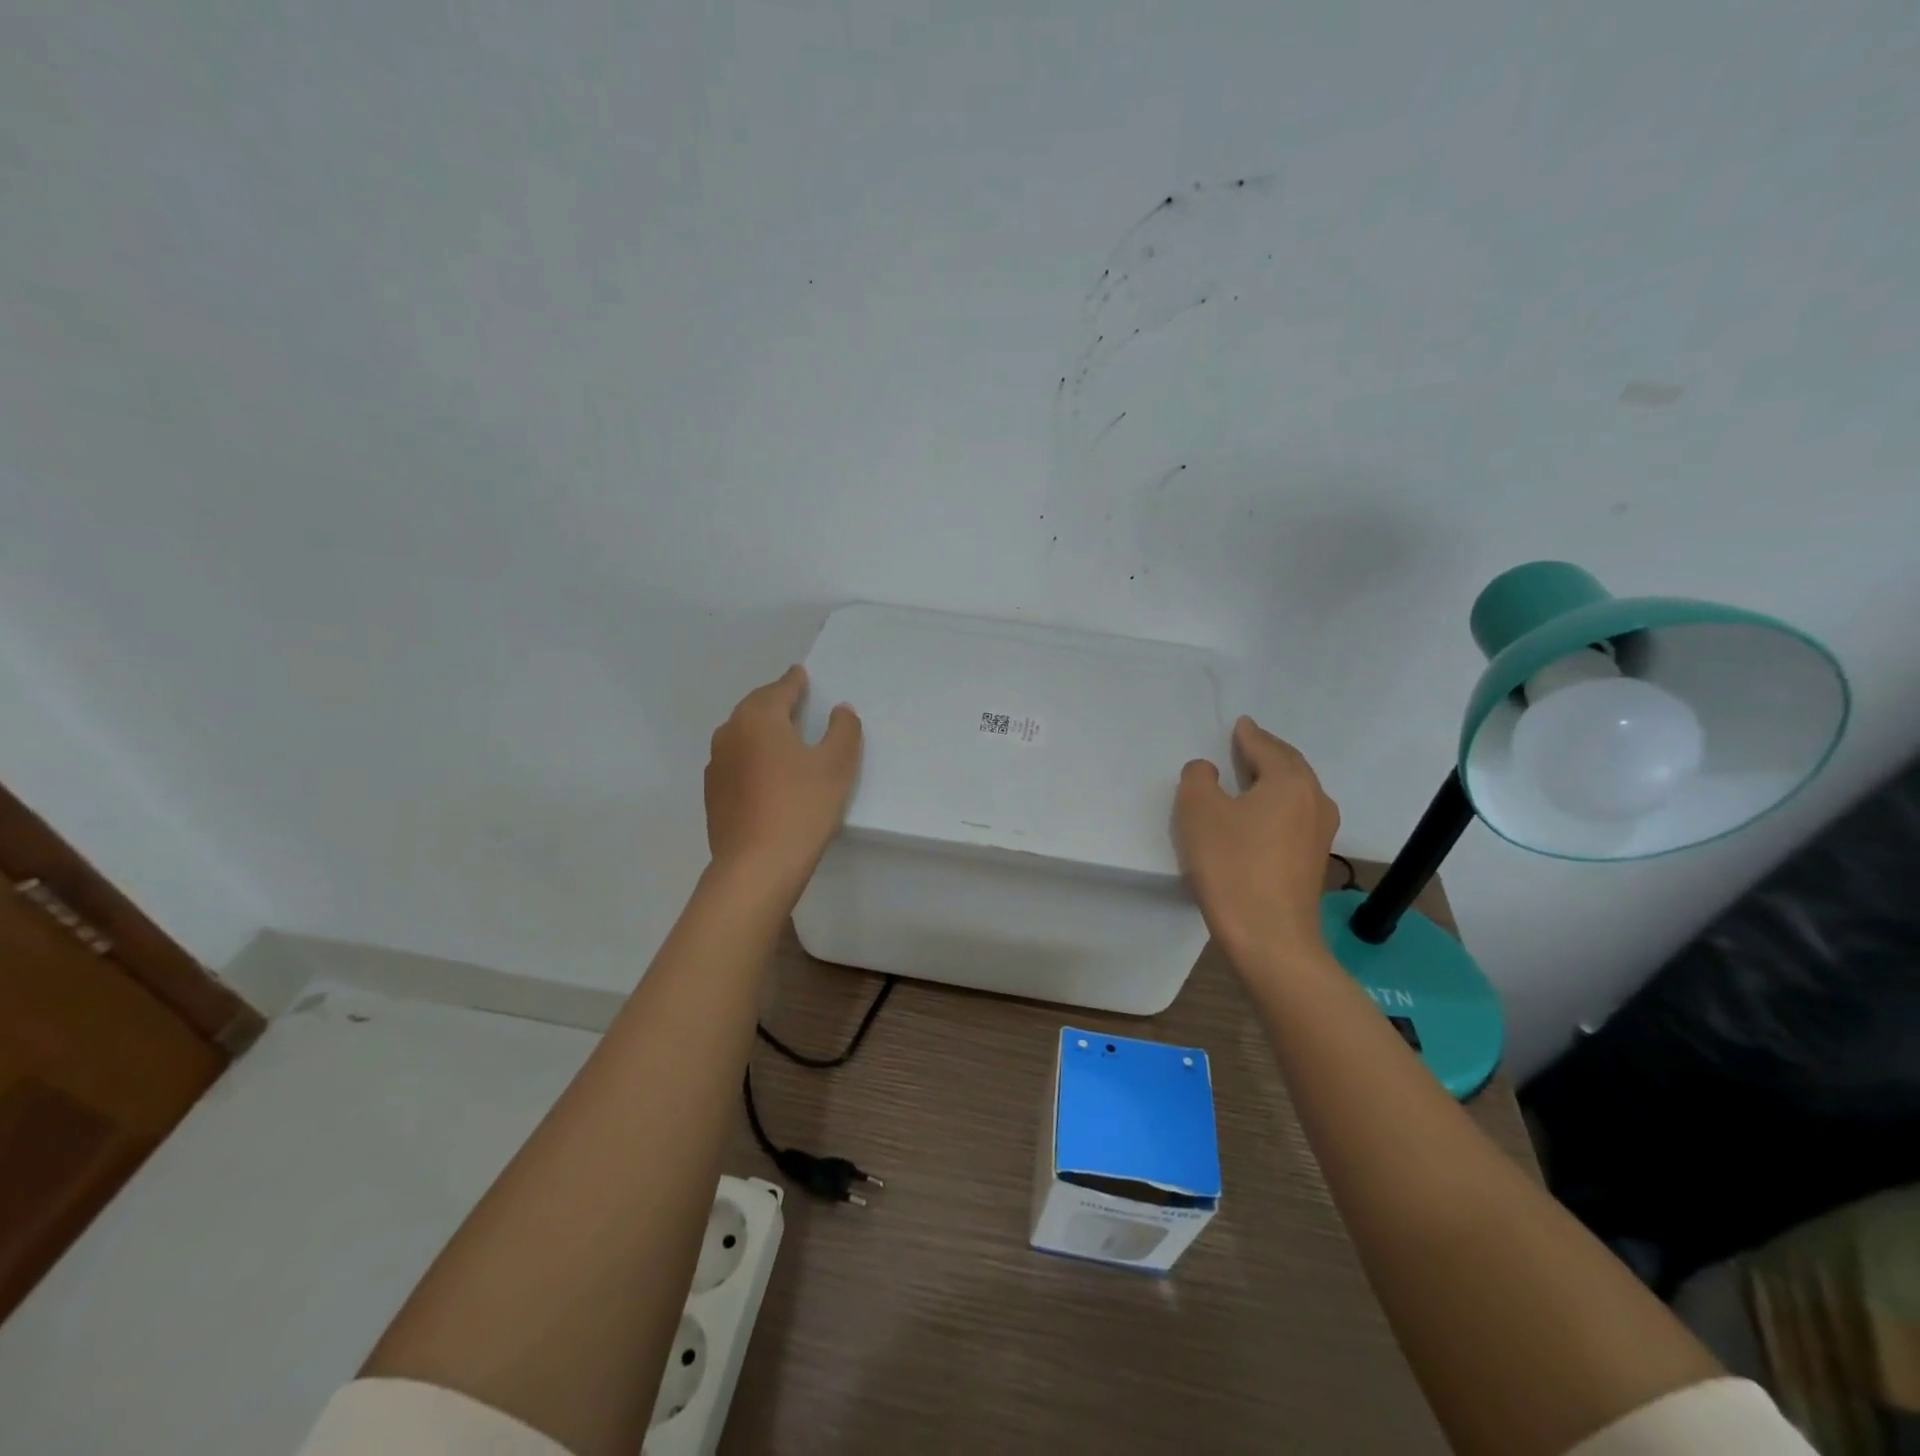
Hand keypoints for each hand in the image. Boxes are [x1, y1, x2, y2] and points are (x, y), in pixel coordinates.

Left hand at [704, 666, 861, 896]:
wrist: (756, 866)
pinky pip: (736, 762)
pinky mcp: (712, 794)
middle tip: (796, 703)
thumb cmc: (801, 807)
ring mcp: (716, 765)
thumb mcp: (836, 766)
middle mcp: (730, 733)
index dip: (795, 681)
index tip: (802, 674)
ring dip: (761, 731)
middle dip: (775, 703)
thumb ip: (843, 731)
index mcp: (759, 718)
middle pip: (755, 708)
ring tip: (783, 739)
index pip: (780, 689)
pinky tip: (766, 774)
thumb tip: (840, 710)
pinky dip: (752, 758)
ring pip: (742, 735)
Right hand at [1174, 716, 1339, 967]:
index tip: (1239, 724)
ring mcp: (1319, 834)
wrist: (1269, 937)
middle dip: (1266, 754)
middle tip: (1245, 744)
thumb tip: (1208, 770)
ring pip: (1295, 794)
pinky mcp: (1314, 862)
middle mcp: (1315, 801)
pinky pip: (1295, 818)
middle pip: (1289, 766)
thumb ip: (1198, 779)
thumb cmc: (1232, 865)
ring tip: (1250, 778)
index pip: (1266, 747)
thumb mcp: (1198, 812)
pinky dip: (1276, 807)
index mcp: (1290, 782)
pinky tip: (1258, 818)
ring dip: (1273, 781)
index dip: (1248, 735)